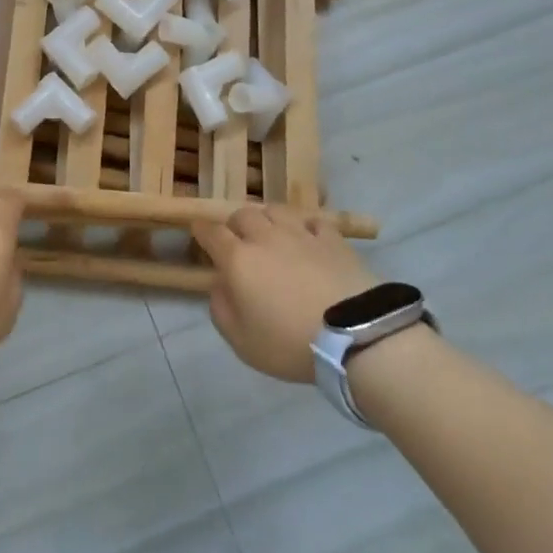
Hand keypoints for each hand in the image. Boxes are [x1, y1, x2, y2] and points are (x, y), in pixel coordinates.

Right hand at [195, 205, 375, 381]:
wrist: (354, 334)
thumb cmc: (290, 342)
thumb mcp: (242, 342)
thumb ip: (221, 310)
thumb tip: (219, 286)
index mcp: (238, 259)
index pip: (211, 232)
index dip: (201, 230)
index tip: (197, 231)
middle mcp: (265, 237)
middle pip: (243, 214)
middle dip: (235, 224)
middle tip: (238, 241)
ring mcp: (301, 234)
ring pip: (276, 210)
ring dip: (267, 219)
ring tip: (271, 233)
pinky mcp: (332, 239)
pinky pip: (313, 221)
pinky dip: (305, 226)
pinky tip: (308, 237)